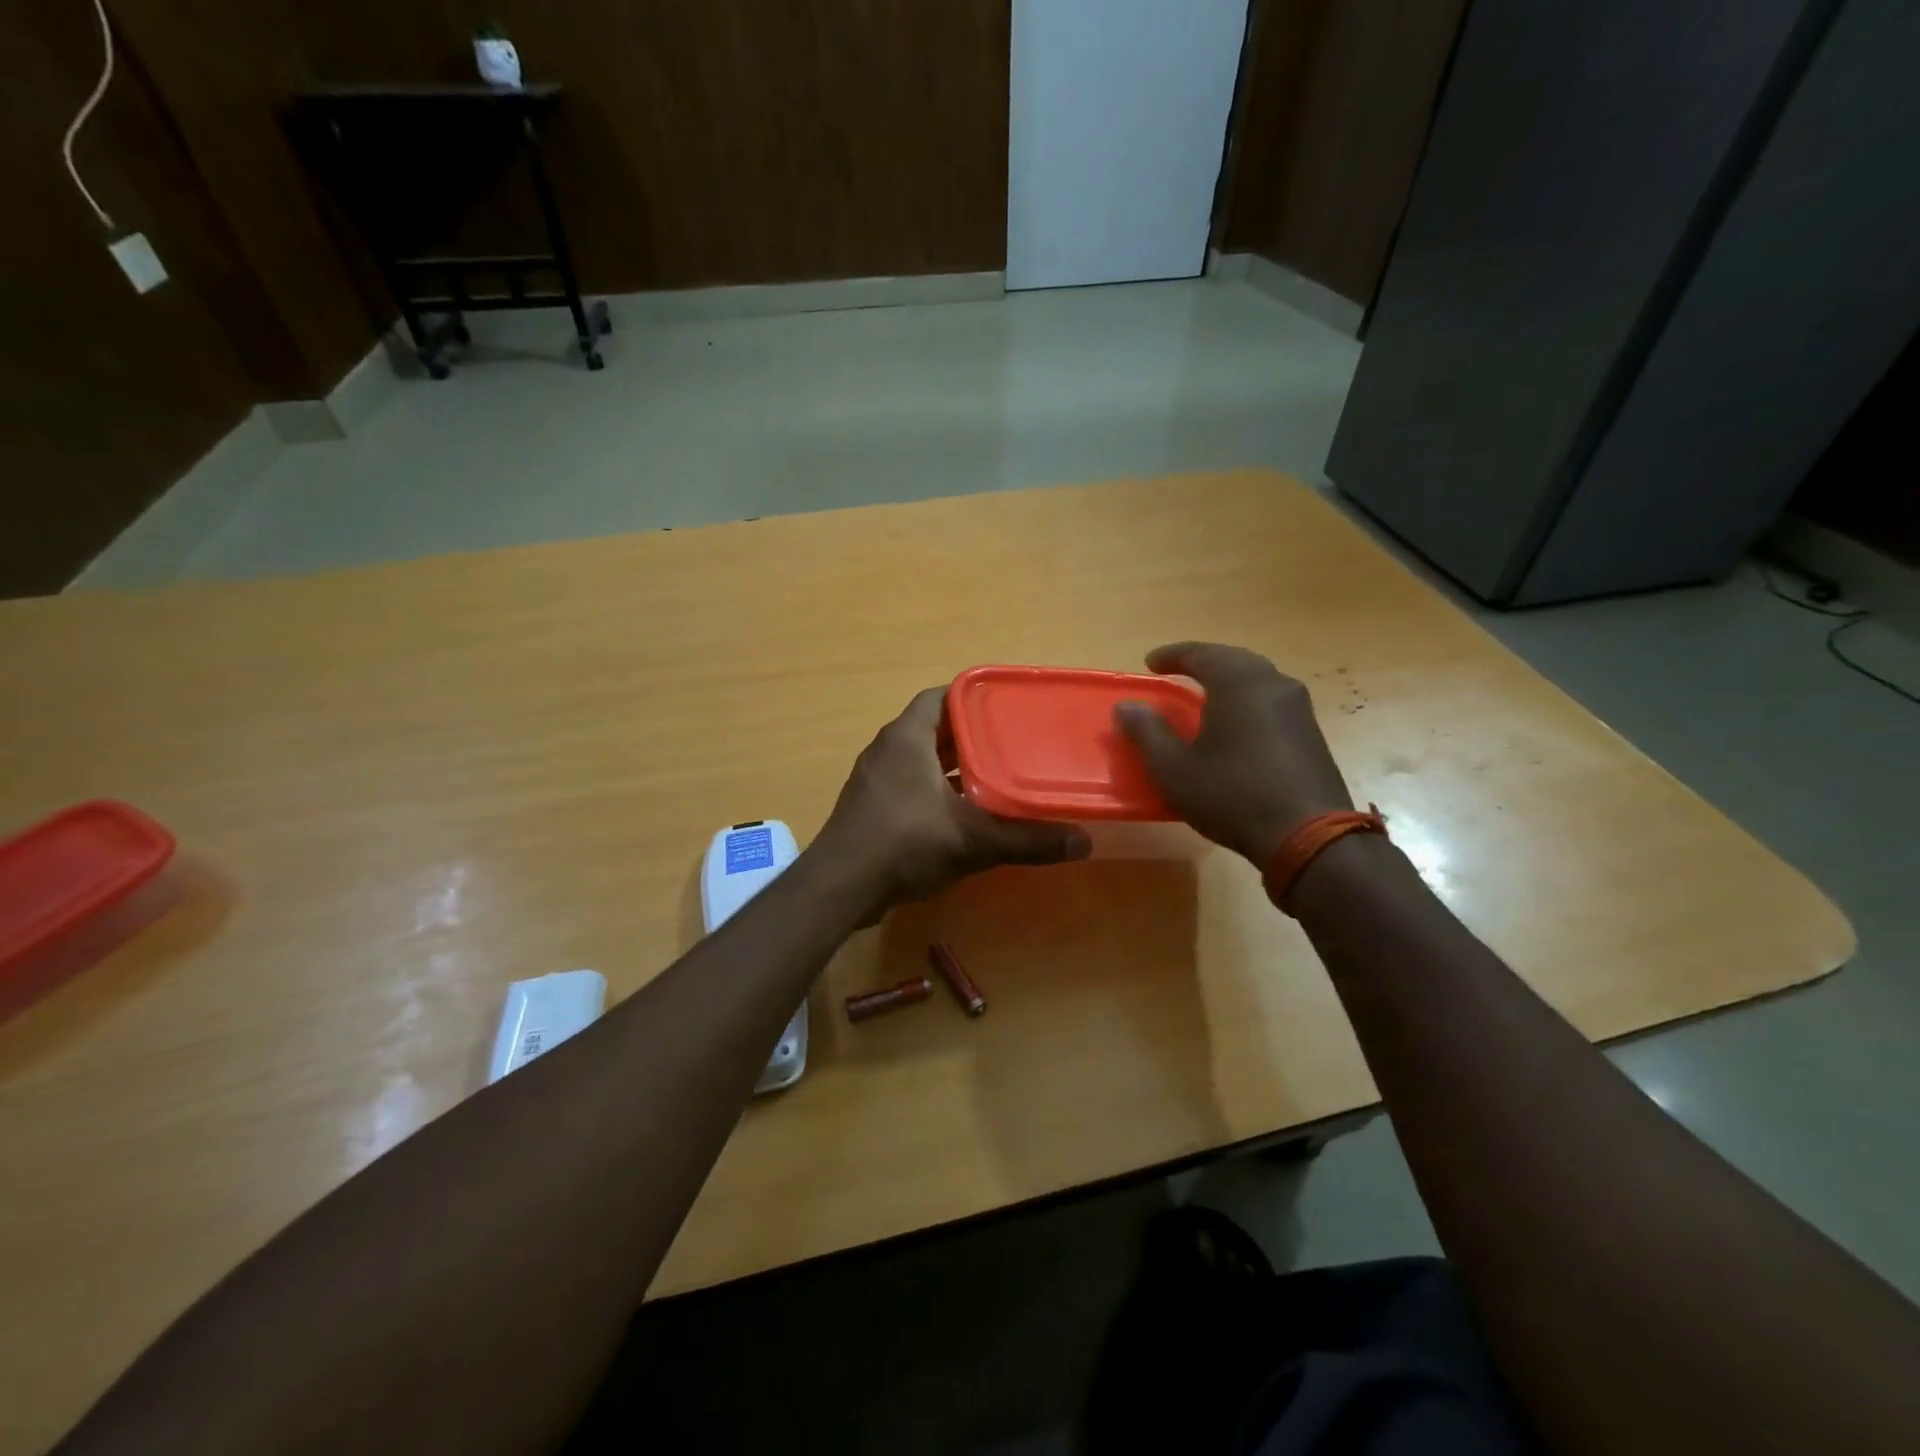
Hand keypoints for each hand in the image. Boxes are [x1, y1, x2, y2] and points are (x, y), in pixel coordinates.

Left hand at [815, 687, 1090, 912]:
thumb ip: (1027, 840)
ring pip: (921, 759)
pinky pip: (909, 784)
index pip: (942, 697)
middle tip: (1012, 743)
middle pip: (934, 728)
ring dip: (953, 765)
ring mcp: (874, 779)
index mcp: (907, 737)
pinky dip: (936, 790)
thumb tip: (1083, 842)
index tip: (1007, 708)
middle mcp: (887, 749)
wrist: (840, 888)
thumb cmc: (904, 844)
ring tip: (995, 775)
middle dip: (971, 735)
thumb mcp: (972, 840)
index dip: (974, 697)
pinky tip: (963, 812)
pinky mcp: (870, 807)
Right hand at [1114, 642, 1352, 866]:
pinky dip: (1246, 701)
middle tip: (1178, 672)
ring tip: (1204, 696)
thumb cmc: (1231, 794)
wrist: (1308, 835)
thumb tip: (1126, 706)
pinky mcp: (1311, 732)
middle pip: (1233, 659)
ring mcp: (1298, 707)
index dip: (1172, 655)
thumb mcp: (1174, 769)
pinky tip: (1236, 724)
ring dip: (1228, 681)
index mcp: (1238, 682)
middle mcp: (1272, 683)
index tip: (1150, 663)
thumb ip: (1147, 732)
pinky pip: (1271, 701)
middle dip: (1203, 662)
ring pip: (1256, 679)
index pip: (1200, 653)